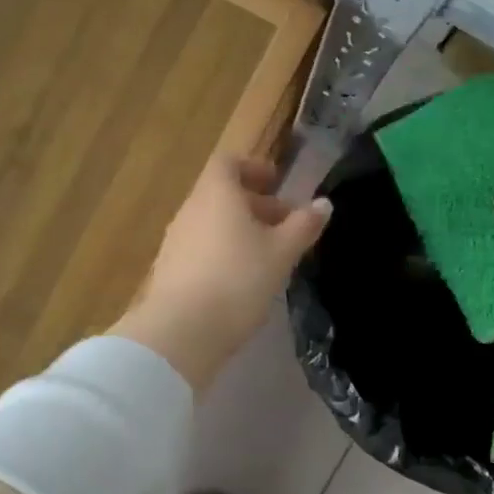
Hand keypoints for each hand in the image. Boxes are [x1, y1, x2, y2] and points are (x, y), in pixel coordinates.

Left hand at [111, 155, 331, 390]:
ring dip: (241, 231)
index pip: (229, 163)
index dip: (253, 168)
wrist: (181, 331)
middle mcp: (191, 210)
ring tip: (270, 256)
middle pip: (222, 195)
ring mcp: (175, 241)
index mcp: (216, 194)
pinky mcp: (170, 270)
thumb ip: (303, 226)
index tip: (276, 183)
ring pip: (212, 223)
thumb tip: (323, 203)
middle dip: (256, 205)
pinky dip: (224, 252)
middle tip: (286, 225)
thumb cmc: (238, 280)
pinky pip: (201, 248)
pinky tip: (243, 281)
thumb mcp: (281, 253)